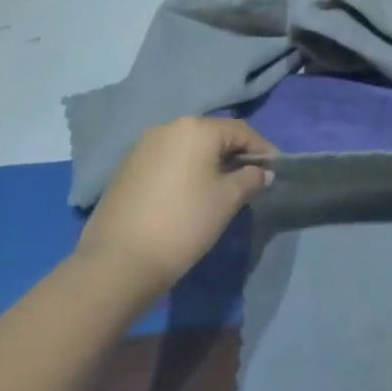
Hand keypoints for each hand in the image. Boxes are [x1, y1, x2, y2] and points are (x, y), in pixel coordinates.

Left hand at [75, 116, 275, 289]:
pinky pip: (167, 161)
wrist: (117, 263)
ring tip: (220, 188)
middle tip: (249, 179)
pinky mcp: (126, 168)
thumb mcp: (228, 200)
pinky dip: (184, 171)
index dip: (262, 149)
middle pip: (213, 135)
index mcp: (197, 128)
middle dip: (234, 154)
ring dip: (208, 163)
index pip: (241, 131)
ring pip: (188, 148)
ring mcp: (143, 147)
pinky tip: (188, 195)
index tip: (274, 170)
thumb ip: (250, 179)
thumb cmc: (184, 222)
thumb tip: (261, 173)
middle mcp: (169, 128)